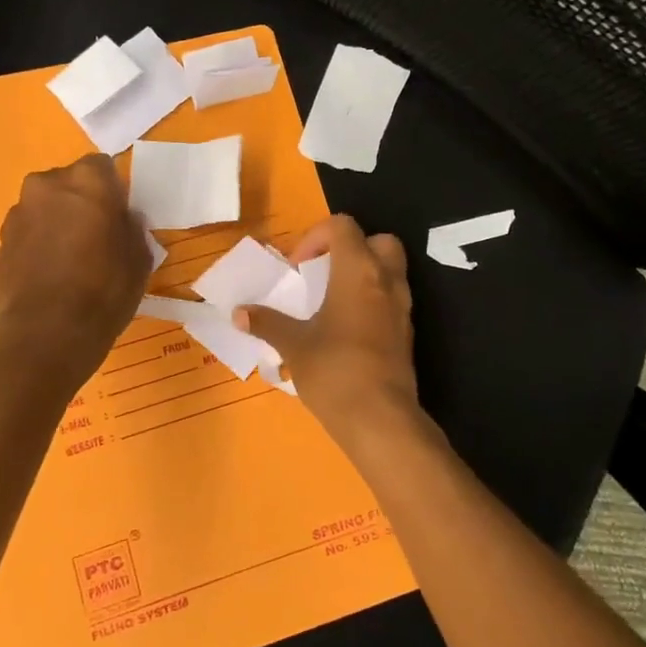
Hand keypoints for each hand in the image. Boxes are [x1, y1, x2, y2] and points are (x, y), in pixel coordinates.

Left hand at [0, 154, 149, 385]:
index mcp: (87, 181)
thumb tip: (123, 219)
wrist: (45, 334)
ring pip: (46, 206)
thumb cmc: (103, 291)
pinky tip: (52, 273)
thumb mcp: (139, 259)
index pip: (103, 166)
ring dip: (58, 221)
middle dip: (82, 201)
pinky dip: (39, 242)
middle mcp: (47, 185)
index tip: (119, 216)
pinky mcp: (1, 240)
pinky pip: (29, 230)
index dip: (113, 190)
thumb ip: (131, 228)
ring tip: (72, 258)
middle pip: (70, 183)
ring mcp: (19, 212)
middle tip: (97, 235)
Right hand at [235, 214, 436, 461]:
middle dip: (351, 248)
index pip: (343, 226)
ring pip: (389, 270)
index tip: (297, 268)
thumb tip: (238, 313)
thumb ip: (267, 323)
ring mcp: (402, 307)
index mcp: (358, 271)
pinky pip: (391, 300)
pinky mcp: (407, 333)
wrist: (381, 420)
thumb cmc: (334, 371)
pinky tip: (347, 329)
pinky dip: (372, 301)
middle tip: (324, 273)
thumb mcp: (293, 345)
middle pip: (378, 240)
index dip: (316, 236)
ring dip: (363, 275)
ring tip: (332, 302)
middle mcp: (386, 280)